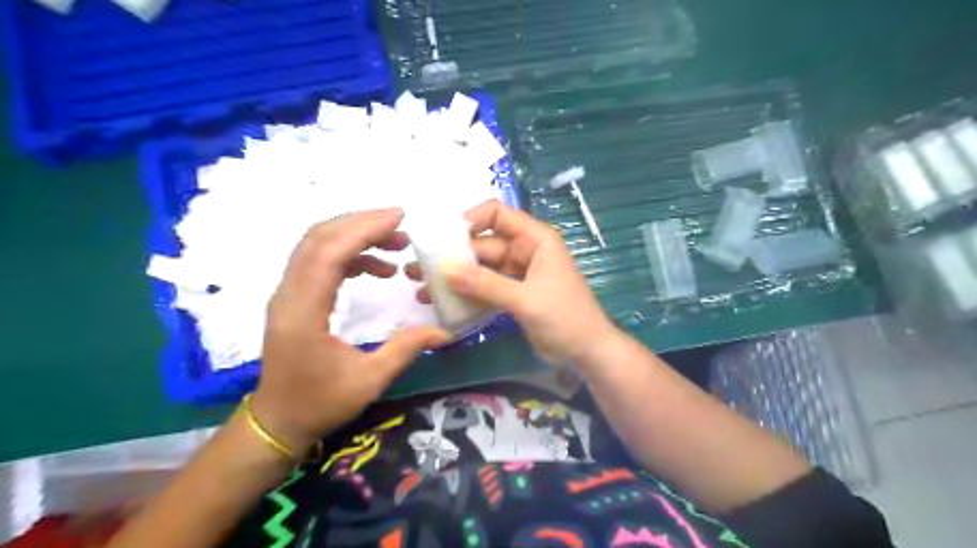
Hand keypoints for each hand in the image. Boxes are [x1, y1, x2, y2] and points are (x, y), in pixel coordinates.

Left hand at [251, 209, 449, 452]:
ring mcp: (288, 294)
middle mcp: (289, 294)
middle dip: (361, 223)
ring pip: (317, 245)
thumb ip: (406, 349)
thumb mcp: (369, 380)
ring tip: (396, 244)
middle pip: (319, 238)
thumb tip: (445, 332)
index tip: (399, 218)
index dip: (364, 229)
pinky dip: (350, 254)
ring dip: (356, 236)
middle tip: (401, 224)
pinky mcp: (295, 298)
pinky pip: (320, 261)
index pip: (329, 253)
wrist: (277, 421)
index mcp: (304, 311)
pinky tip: (378, 268)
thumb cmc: (320, 403)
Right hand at [409, 201, 615, 368]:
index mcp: (534, 239)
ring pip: (481, 267)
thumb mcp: (526, 299)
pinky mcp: (512, 294)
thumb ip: (486, 284)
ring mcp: (517, 273)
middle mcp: (524, 250)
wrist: (587, 353)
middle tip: (420, 270)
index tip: (444, 239)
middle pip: (483, 243)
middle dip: (454, 256)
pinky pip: (485, 287)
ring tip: (423, 287)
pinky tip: (444, 303)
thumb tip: (445, 270)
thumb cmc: (565, 319)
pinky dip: (468, 294)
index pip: (497, 214)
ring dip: (456, 277)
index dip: (470, 220)